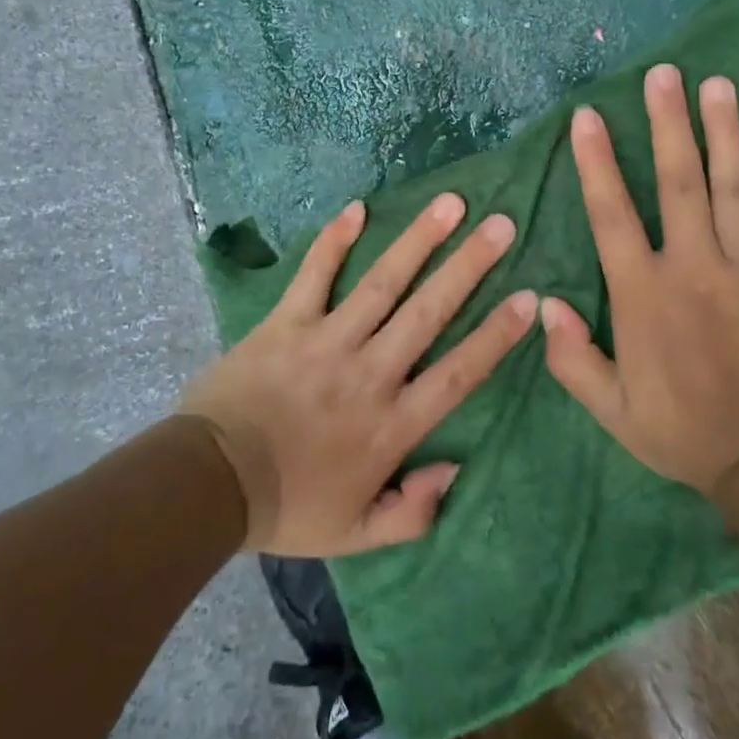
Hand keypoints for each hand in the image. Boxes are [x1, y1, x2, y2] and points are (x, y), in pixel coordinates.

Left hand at [181, 194, 537, 556]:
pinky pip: (314, 275)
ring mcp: (327, 341)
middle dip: (469, 267)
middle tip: (502, 225)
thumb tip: (456, 469)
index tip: (530, 298)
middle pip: (429, 312)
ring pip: (383, 283)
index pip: (458, 373)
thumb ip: (413, 512)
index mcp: (392, 424)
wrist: (209, 487)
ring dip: (419, 240)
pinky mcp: (286, 323)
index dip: (496, 335)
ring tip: (451, 204)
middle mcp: (369, 372)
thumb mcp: (356, 534)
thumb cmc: (287, 507)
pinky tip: (357, 207)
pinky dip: (334, 241)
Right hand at [543, 64, 738, 493]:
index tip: (588, 116)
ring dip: (725, 133)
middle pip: (679, 182)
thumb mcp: (611, 408)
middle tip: (663, 74)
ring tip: (717, 85)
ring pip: (735, 188)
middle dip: (668, 124)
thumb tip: (543, 305)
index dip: (597, 161)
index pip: (612, 213)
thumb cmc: (682, 430)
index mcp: (644, 292)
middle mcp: (693, 265)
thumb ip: (572, 357)